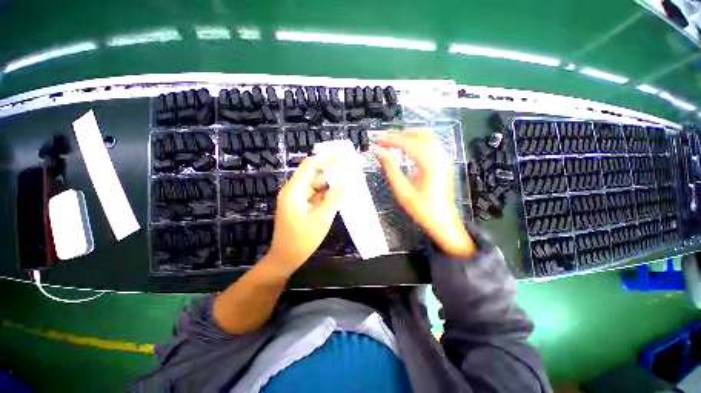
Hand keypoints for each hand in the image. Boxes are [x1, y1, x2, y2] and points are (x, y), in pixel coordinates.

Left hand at [266, 156, 340, 274]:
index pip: (310, 165)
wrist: (285, 258)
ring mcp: (295, 198)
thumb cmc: (302, 240)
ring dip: (328, 183)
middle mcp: (293, 190)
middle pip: (312, 173)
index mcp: (294, 190)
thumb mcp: (322, 218)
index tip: (343, 159)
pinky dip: (324, 193)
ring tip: (345, 181)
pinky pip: (313, 194)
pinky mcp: (299, 205)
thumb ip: (334, 198)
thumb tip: (346, 182)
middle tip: (348, 170)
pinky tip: (336, 194)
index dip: (326, 159)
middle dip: (330, 170)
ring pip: (314, 184)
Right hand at [374, 129, 474, 256]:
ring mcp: (444, 158)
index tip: (377, 140)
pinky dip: (417, 139)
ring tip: (392, 139)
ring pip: (426, 136)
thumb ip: (390, 169)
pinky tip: (407, 145)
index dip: (390, 140)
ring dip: (408, 134)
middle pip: (418, 135)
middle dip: (398, 134)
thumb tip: (378, 153)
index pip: (407, 143)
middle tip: (381, 138)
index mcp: (429, 164)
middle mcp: (439, 157)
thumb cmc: (421, 209)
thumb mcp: (402, 191)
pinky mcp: (443, 162)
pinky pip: (431, 143)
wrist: (442, 220)